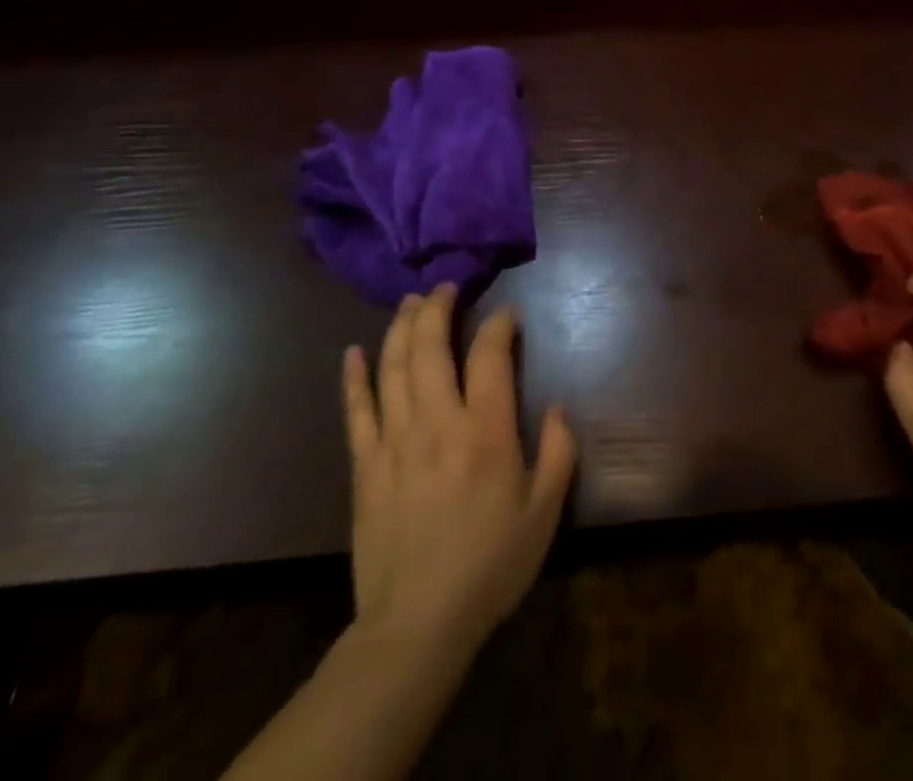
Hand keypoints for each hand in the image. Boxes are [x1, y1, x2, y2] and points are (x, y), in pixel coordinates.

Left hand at [342, 284, 575, 664]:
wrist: (417, 625)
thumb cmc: (490, 565)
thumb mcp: (545, 512)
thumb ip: (559, 452)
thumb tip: (559, 407)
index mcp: (486, 431)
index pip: (490, 355)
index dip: (500, 324)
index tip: (508, 314)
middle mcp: (438, 422)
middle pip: (431, 347)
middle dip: (438, 308)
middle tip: (446, 286)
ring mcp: (395, 441)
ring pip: (393, 367)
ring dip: (401, 327)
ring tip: (410, 301)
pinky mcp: (365, 466)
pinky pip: (356, 410)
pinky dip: (354, 377)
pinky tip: (353, 351)